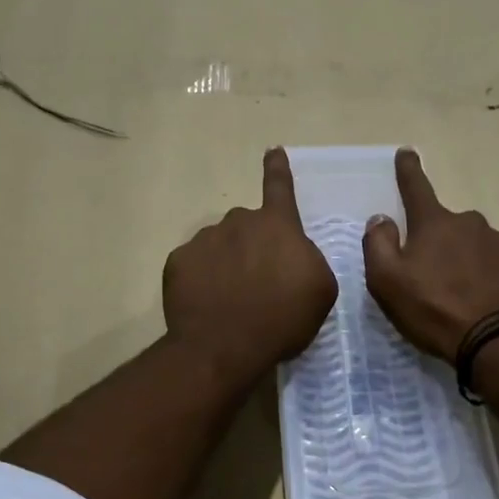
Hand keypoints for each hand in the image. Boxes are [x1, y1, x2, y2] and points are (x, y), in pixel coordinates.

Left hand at [163, 148, 338, 382]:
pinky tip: (208, 304)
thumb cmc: (282, 319)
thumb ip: (308, 260)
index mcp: (277, 225)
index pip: (279, 187)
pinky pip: (195, 265)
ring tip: (232, 300)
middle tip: (258, 284)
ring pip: (220, 245)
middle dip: (253, 246)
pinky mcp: (178, 262)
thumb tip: (292, 254)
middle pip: (248, 226)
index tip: (273, 150)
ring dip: (227, 263)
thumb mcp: (320, 290)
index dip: (278, 169)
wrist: (223, 347)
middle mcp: (238, 222)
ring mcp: (204, 240)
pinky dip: (202, 280)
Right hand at [363, 149, 498, 361]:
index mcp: (435, 224)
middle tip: (431, 278)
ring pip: (474, 246)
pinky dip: (488, 278)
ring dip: (465, 262)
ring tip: (459, 297)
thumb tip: (381, 218)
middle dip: (438, 242)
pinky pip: (498, 266)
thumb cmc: (434, 310)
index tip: (407, 151)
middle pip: (447, 225)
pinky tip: (485, 303)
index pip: (417, 187)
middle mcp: (470, 224)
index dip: (408, 169)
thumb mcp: (388, 282)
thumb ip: (378, 244)